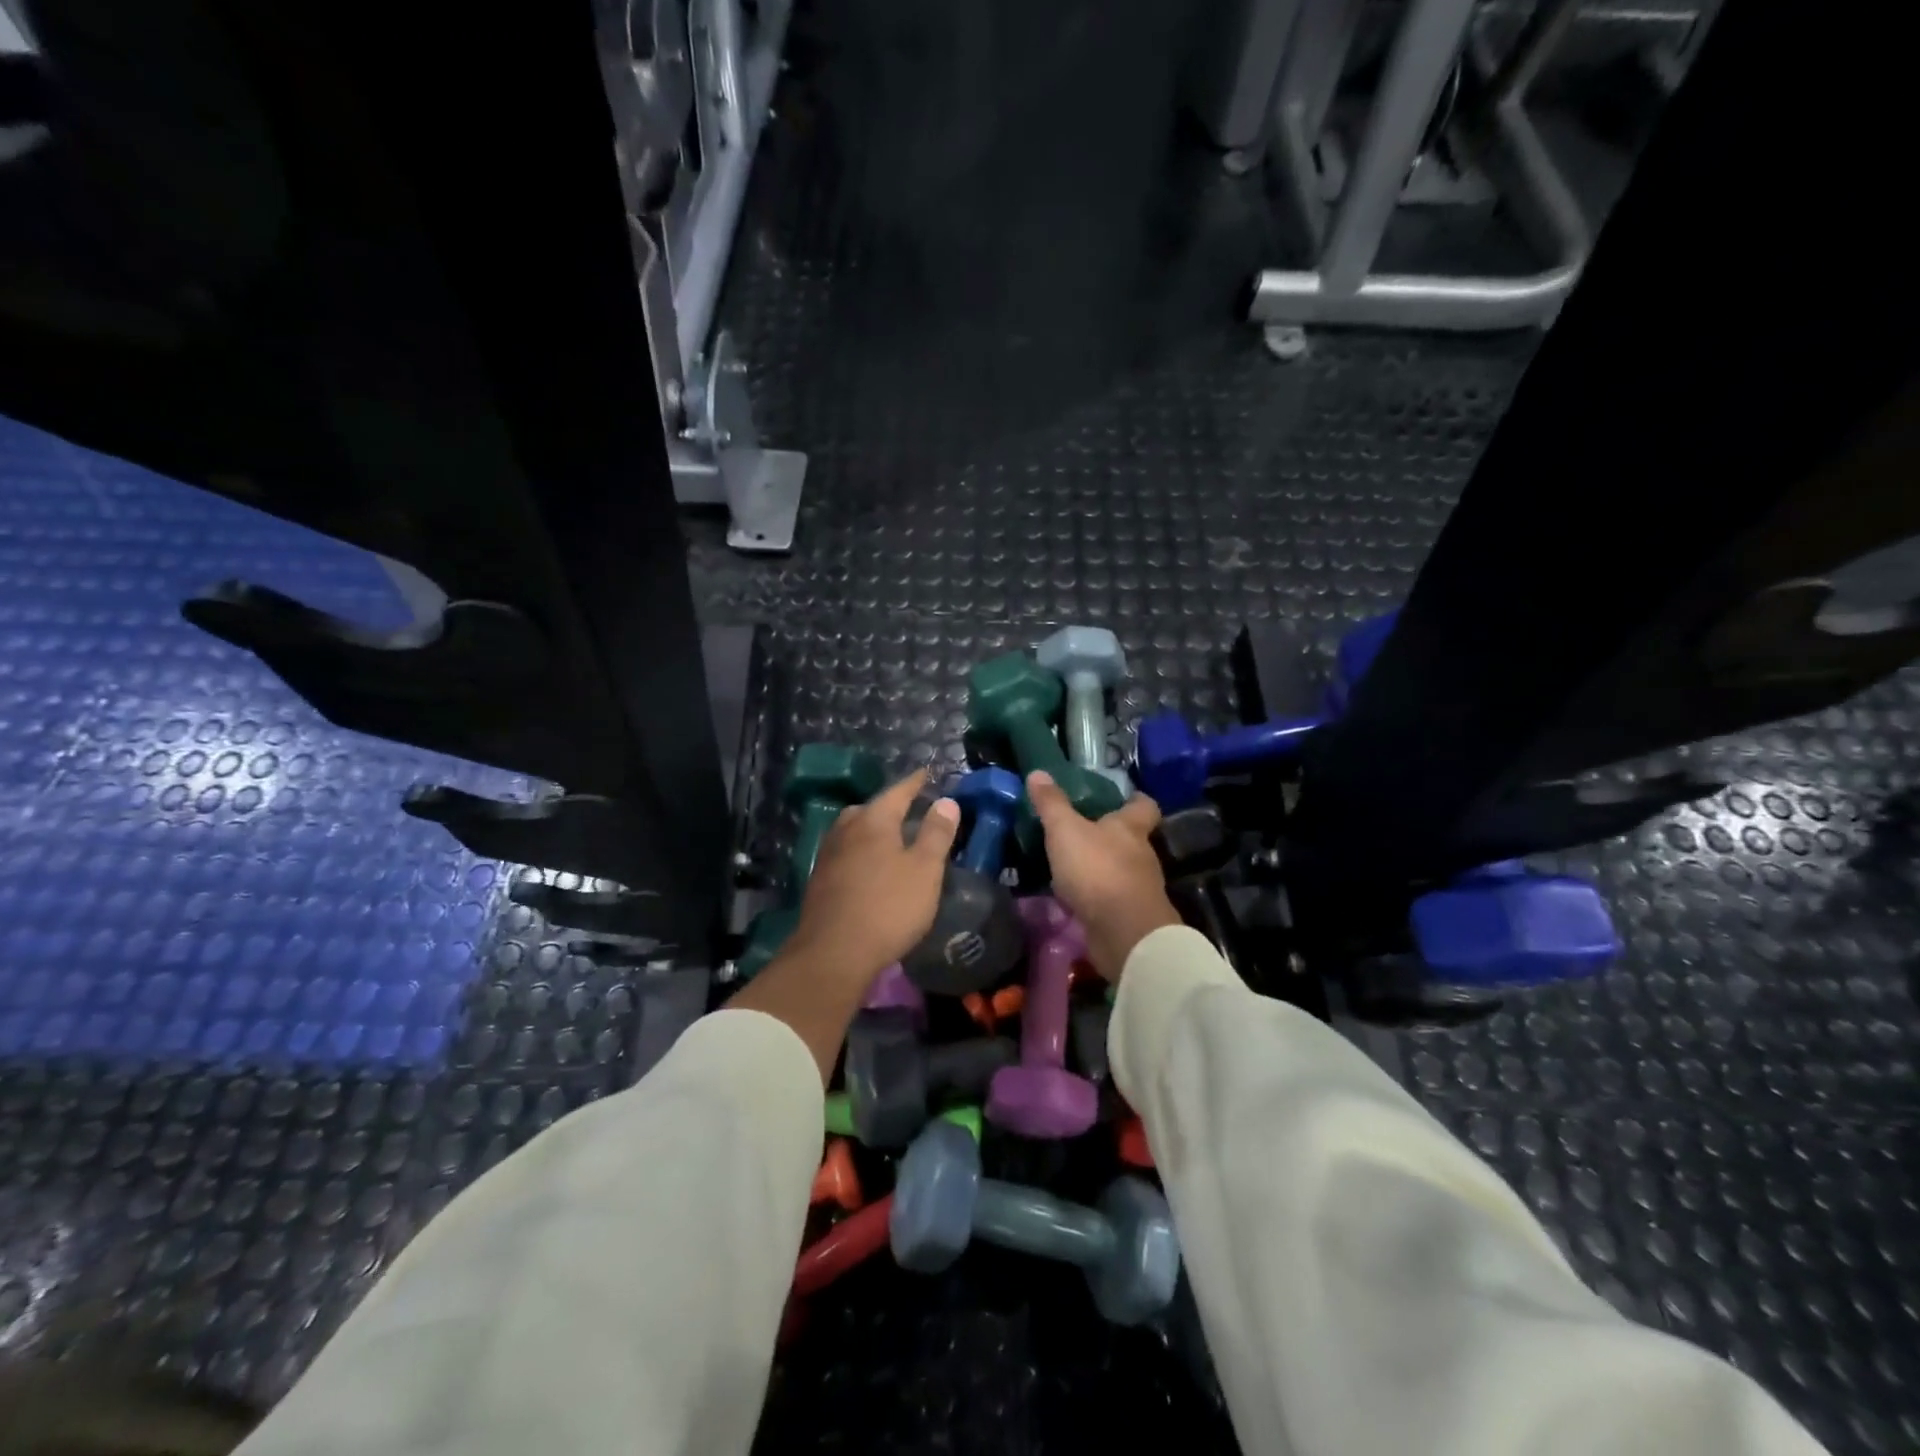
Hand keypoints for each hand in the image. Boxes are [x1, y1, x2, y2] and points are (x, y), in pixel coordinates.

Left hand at [785, 769, 960, 990]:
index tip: (927, 773)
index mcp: (873, 820)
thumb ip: (936, 833)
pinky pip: (846, 853)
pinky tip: (870, 868)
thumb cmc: (888, 907)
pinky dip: (861, 852)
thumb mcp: (925, 870)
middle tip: (911, 809)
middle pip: (871, 809)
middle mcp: (846, 829)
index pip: (898, 791)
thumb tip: (946, 801)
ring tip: (892, 839)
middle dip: (891, 807)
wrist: (833, 952)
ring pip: (854, 831)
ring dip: (873, 830)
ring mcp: (828, 855)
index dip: (915, 782)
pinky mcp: (820, 880)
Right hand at [1026, 770, 1179, 982]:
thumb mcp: (1065, 831)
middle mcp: (1141, 855)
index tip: (1123, 796)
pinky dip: (1096, 897)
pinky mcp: (1130, 916)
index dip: (1134, 799)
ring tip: (1072, 867)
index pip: (1143, 805)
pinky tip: (1075, 899)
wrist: (1124, 932)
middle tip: (1081, 832)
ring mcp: (1139, 888)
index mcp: (1131, 828)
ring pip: (1121, 870)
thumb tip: (1038, 772)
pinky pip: (1112, 899)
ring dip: (1101, 869)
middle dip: (1110, 837)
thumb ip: (1052, 804)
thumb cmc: (1097, 870)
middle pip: (1131, 839)